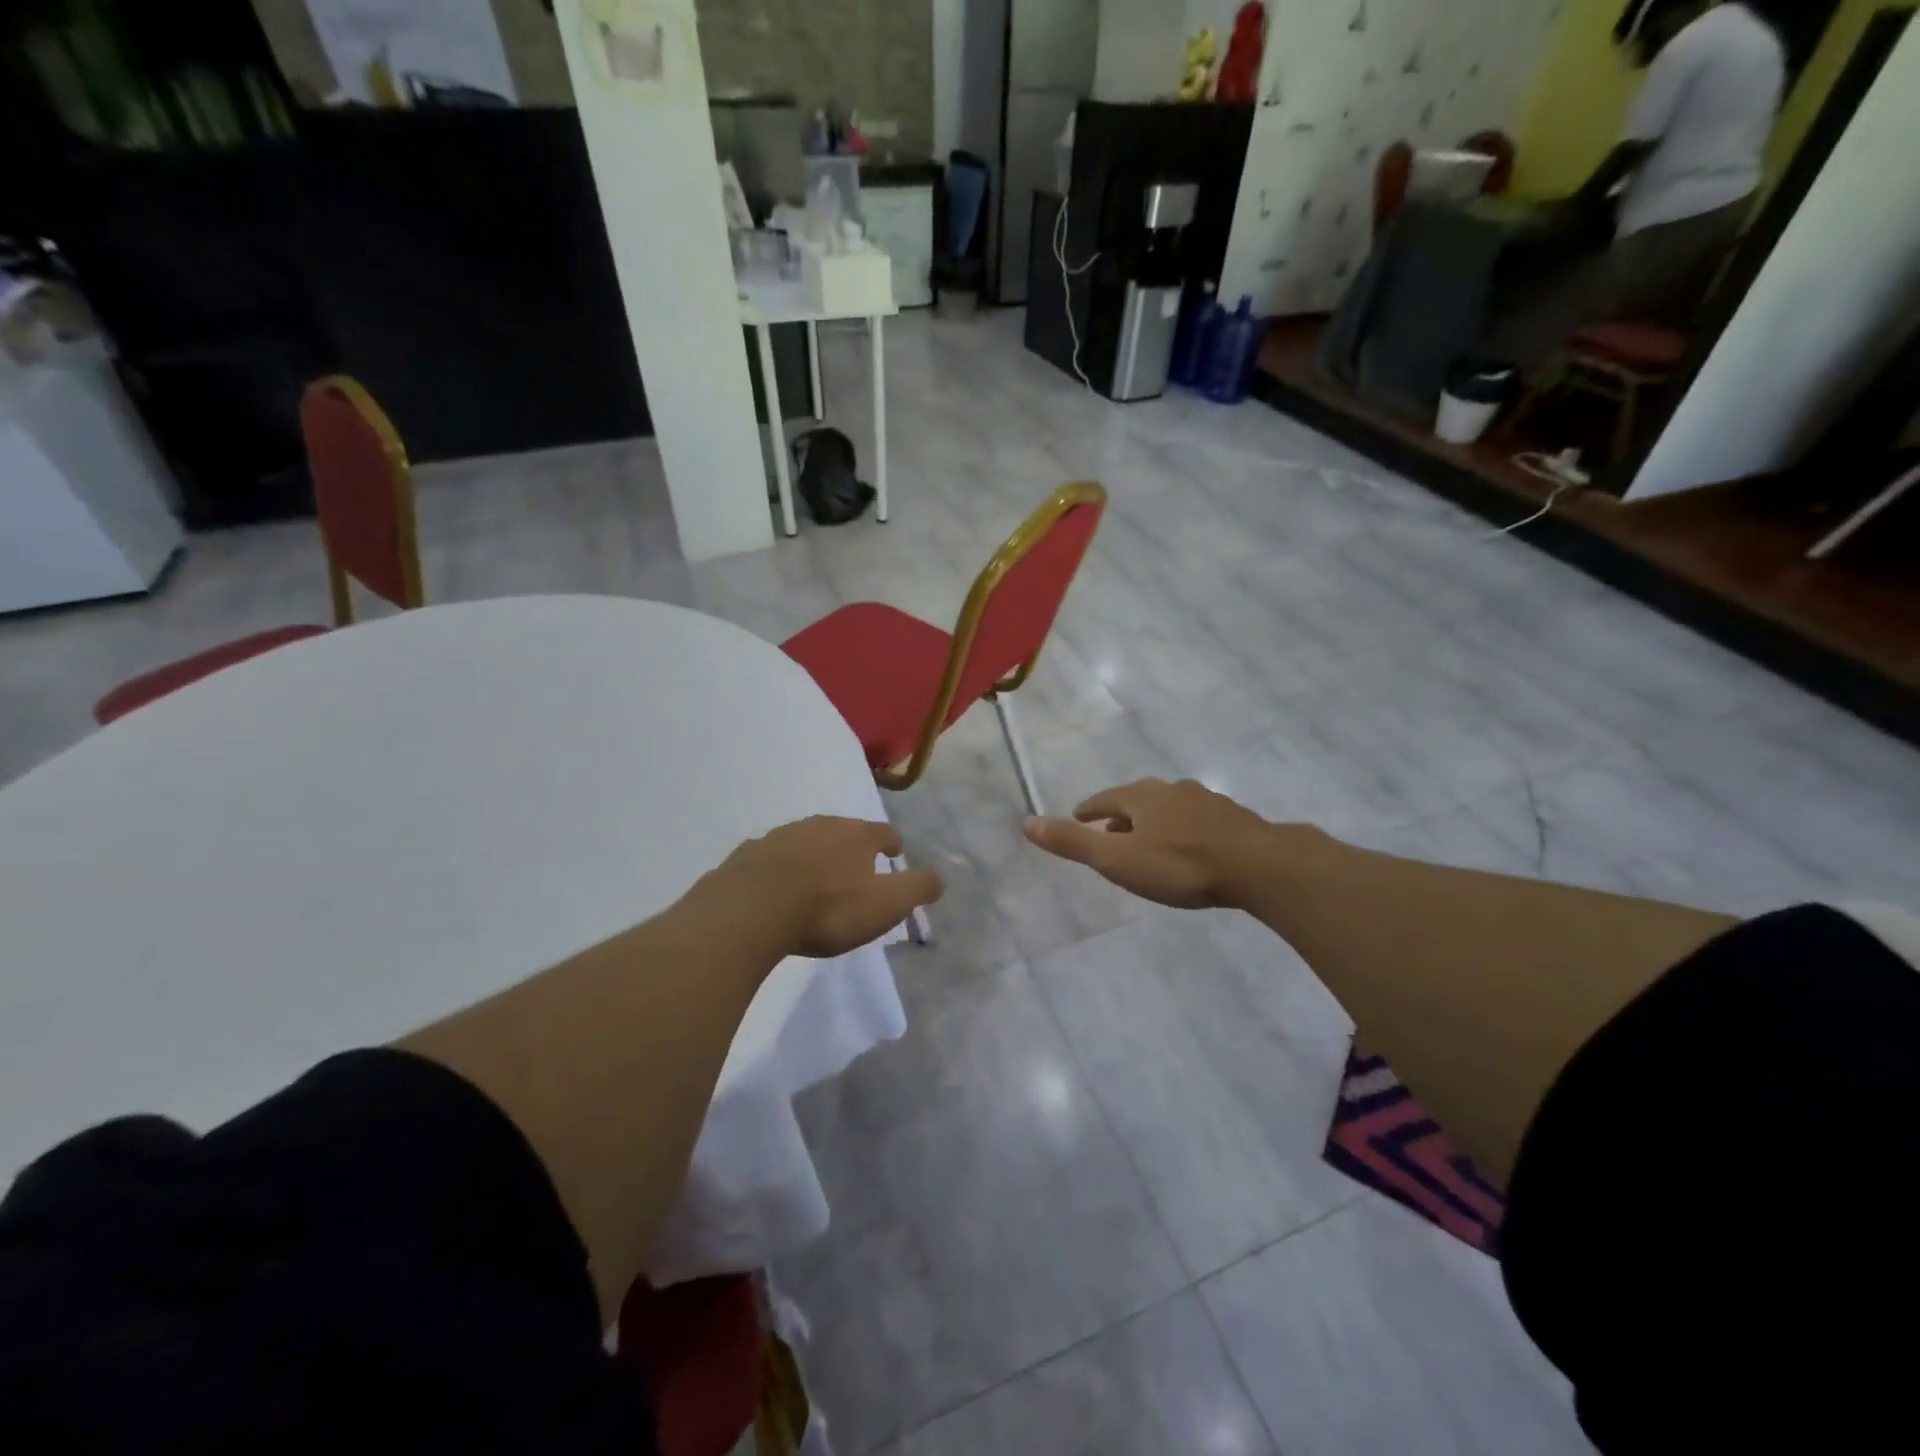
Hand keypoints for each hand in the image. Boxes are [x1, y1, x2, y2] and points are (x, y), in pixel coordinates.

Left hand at [713, 816, 942, 957]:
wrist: (752, 909)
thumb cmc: (828, 908)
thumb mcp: (886, 904)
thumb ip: (917, 888)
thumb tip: (940, 878)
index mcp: (856, 835)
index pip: (883, 832)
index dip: (891, 843)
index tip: (894, 853)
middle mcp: (820, 825)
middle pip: (843, 830)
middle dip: (852, 845)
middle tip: (856, 866)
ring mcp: (781, 836)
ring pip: (807, 839)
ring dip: (816, 853)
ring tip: (817, 875)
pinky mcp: (750, 853)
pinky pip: (773, 855)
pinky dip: (782, 866)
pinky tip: (778, 884)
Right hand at [1023, 778, 1286, 908]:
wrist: (1258, 866)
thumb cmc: (1179, 864)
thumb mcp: (1117, 859)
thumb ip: (1073, 843)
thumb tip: (1027, 823)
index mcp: (1141, 796)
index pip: (1104, 799)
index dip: (1088, 811)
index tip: (1078, 817)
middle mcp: (1172, 790)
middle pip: (1137, 801)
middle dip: (1121, 816)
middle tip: (1110, 835)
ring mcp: (1207, 801)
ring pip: (1170, 809)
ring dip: (1154, 823)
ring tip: (1149, 843)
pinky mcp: (1234, 819)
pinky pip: (1198, 821)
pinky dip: (1184, 831)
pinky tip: (1191, 849)